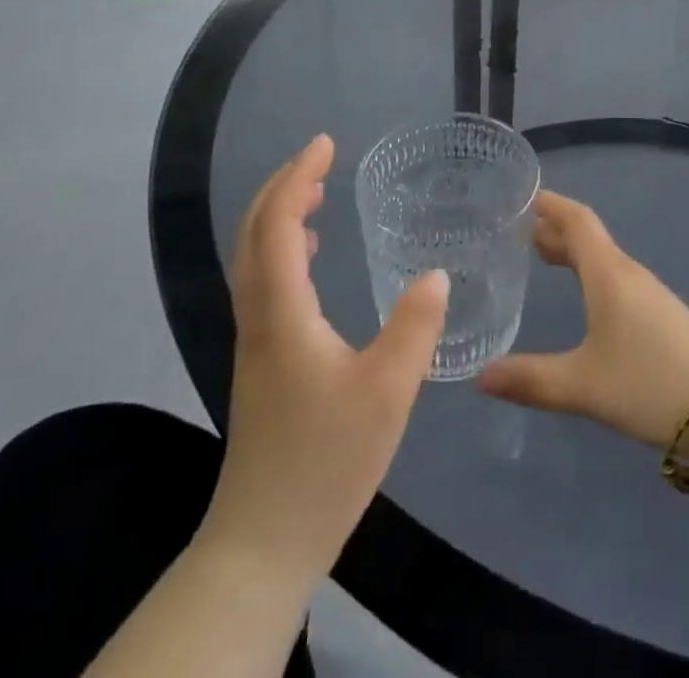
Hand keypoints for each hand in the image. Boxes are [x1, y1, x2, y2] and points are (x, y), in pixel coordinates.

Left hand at [196, 134, 447, 586]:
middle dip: (283, 187)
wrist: (263, 543)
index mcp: (282, 314)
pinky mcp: (261, 363)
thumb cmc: (326, 461)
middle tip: (321, 158)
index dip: (298, 178)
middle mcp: (259, 318)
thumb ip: (414, 327)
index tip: (325, 143)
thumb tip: (434, 274)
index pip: (278, 226)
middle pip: (254, 235)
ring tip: (317, 194)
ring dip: (280, 216)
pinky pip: (264, 283)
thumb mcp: (387, 392)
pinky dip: (283, 249)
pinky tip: (312, 258)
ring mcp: (255, 342)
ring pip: (255, 259)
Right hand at [478, 192, 688, 450]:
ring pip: (604, 259)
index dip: (552, 206)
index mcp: (609, 274)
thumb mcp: (583, 385)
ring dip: (575, 253)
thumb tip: (480, 377)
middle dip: (556, 231)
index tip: (526, 198)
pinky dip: (592, 275)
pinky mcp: (661, 316)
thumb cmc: (648, 383)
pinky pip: (617, 278)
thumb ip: (531, 380)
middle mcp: (629, 274)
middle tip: (522, 234)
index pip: (578, 221)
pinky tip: (586, 298)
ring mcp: (649, 294)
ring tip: (545, 258)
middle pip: (589, 238)